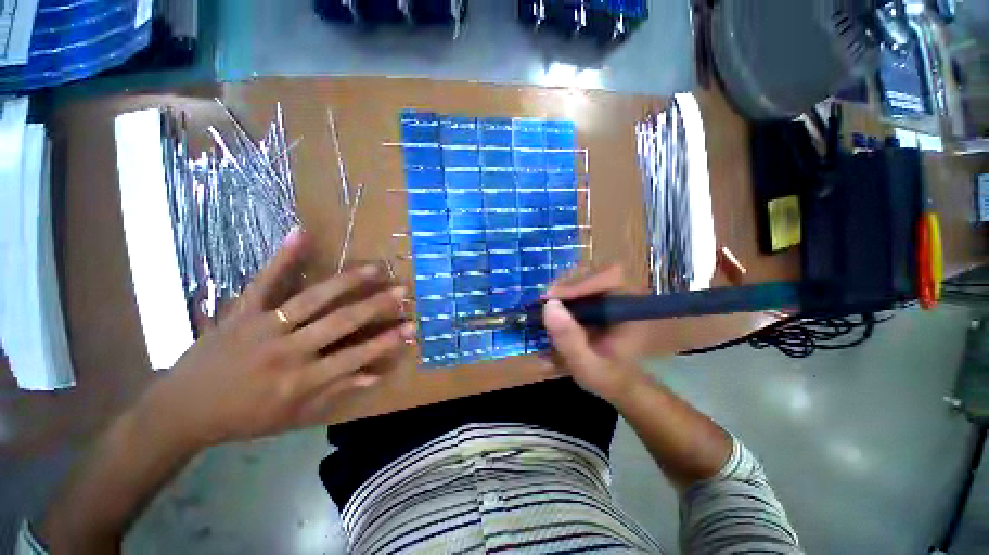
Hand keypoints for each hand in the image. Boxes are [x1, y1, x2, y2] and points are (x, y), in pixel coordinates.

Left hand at [138, 228, 414, 449]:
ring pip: (312, 299)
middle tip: (401, 290)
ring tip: (375, 267)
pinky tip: (302, 233)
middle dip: (375, 305)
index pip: (354, 357)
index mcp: (300, 381)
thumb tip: (375, 376)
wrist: (182, 410)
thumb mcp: (294, 415)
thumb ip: (336, 391)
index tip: (410, 326)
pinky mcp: (242, 312)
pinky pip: (264, 281)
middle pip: (340, 323)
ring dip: (347, 281)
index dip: (386, 341)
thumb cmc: (244, 418)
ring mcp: (263, 327)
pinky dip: (283, 257)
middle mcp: (287, 351)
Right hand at [543, 266, 649, 401]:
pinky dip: (563, 294)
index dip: (581, 282)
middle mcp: (622, 295)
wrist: (616, 383)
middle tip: (545, 299)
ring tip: (546, 303)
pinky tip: (552, 308)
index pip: (611, 277)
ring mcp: (610, 295)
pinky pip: (579, 286)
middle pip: (595, 272)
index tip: (553, 297)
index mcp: (631, 309)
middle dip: (568, 283)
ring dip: (563, 287)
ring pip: (586, 276)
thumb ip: (570, 340)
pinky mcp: (598, 299)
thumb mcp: (587, 366)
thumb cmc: (608, 378)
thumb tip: (549, 306)